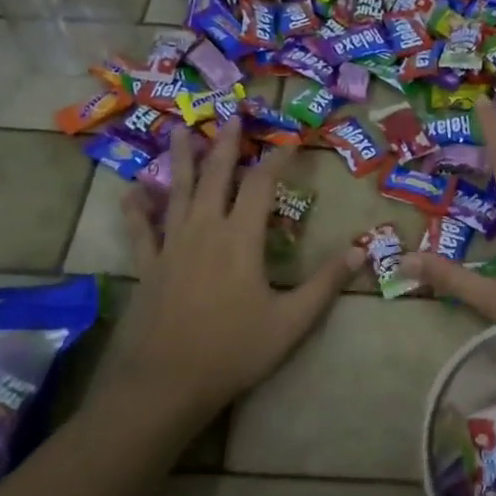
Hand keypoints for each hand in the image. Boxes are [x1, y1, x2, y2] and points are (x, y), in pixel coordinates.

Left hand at [110, 120, 362, 427]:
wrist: (166, 381)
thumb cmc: (234, 350)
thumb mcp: (292, 321)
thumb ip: (325, 283)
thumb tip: (363, 251)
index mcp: (240, 239)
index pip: (261, 185)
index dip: (276, 158)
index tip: (288, 139)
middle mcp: (204, 230)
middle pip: (215, 176)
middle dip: (225, 143)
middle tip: (229, 114)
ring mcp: (170, 246)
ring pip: (176, 191)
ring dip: (181, 159)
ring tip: (180, 129)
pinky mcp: (147, 266)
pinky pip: (139, 228)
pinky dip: (137, 207)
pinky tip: (133, 191)